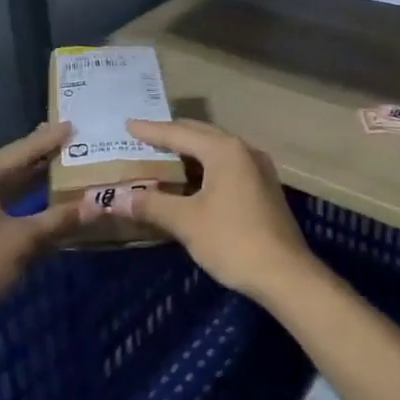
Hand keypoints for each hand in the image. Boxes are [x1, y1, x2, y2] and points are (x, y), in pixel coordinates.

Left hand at [0, 122, 81, 343]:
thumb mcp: (23, 243)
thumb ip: (60, 220)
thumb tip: (97, 205)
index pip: (19, 152)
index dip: (48, 140)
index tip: (71, 126)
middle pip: (3, 167)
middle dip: (35, 160)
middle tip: (65, 148)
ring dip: (20, 183)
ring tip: (48, 174)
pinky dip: (4, 202)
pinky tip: (21, 207)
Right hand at [101, 119, 320, 302]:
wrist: (285, 273)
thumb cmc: (232, 240)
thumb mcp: (186, 222)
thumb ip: (151, 204)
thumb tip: (115, 198)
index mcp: (224, 150)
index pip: (179, 134)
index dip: (151, 131)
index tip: (128, 125)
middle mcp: (244, 150)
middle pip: (201, 135)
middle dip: (172, 135)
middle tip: (143, 136)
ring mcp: (258, 168)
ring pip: (216, 150)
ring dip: (190, 152)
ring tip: (164, 155)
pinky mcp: (264, 187)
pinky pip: (228, 165)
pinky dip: (205, 167)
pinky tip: (192, 180)